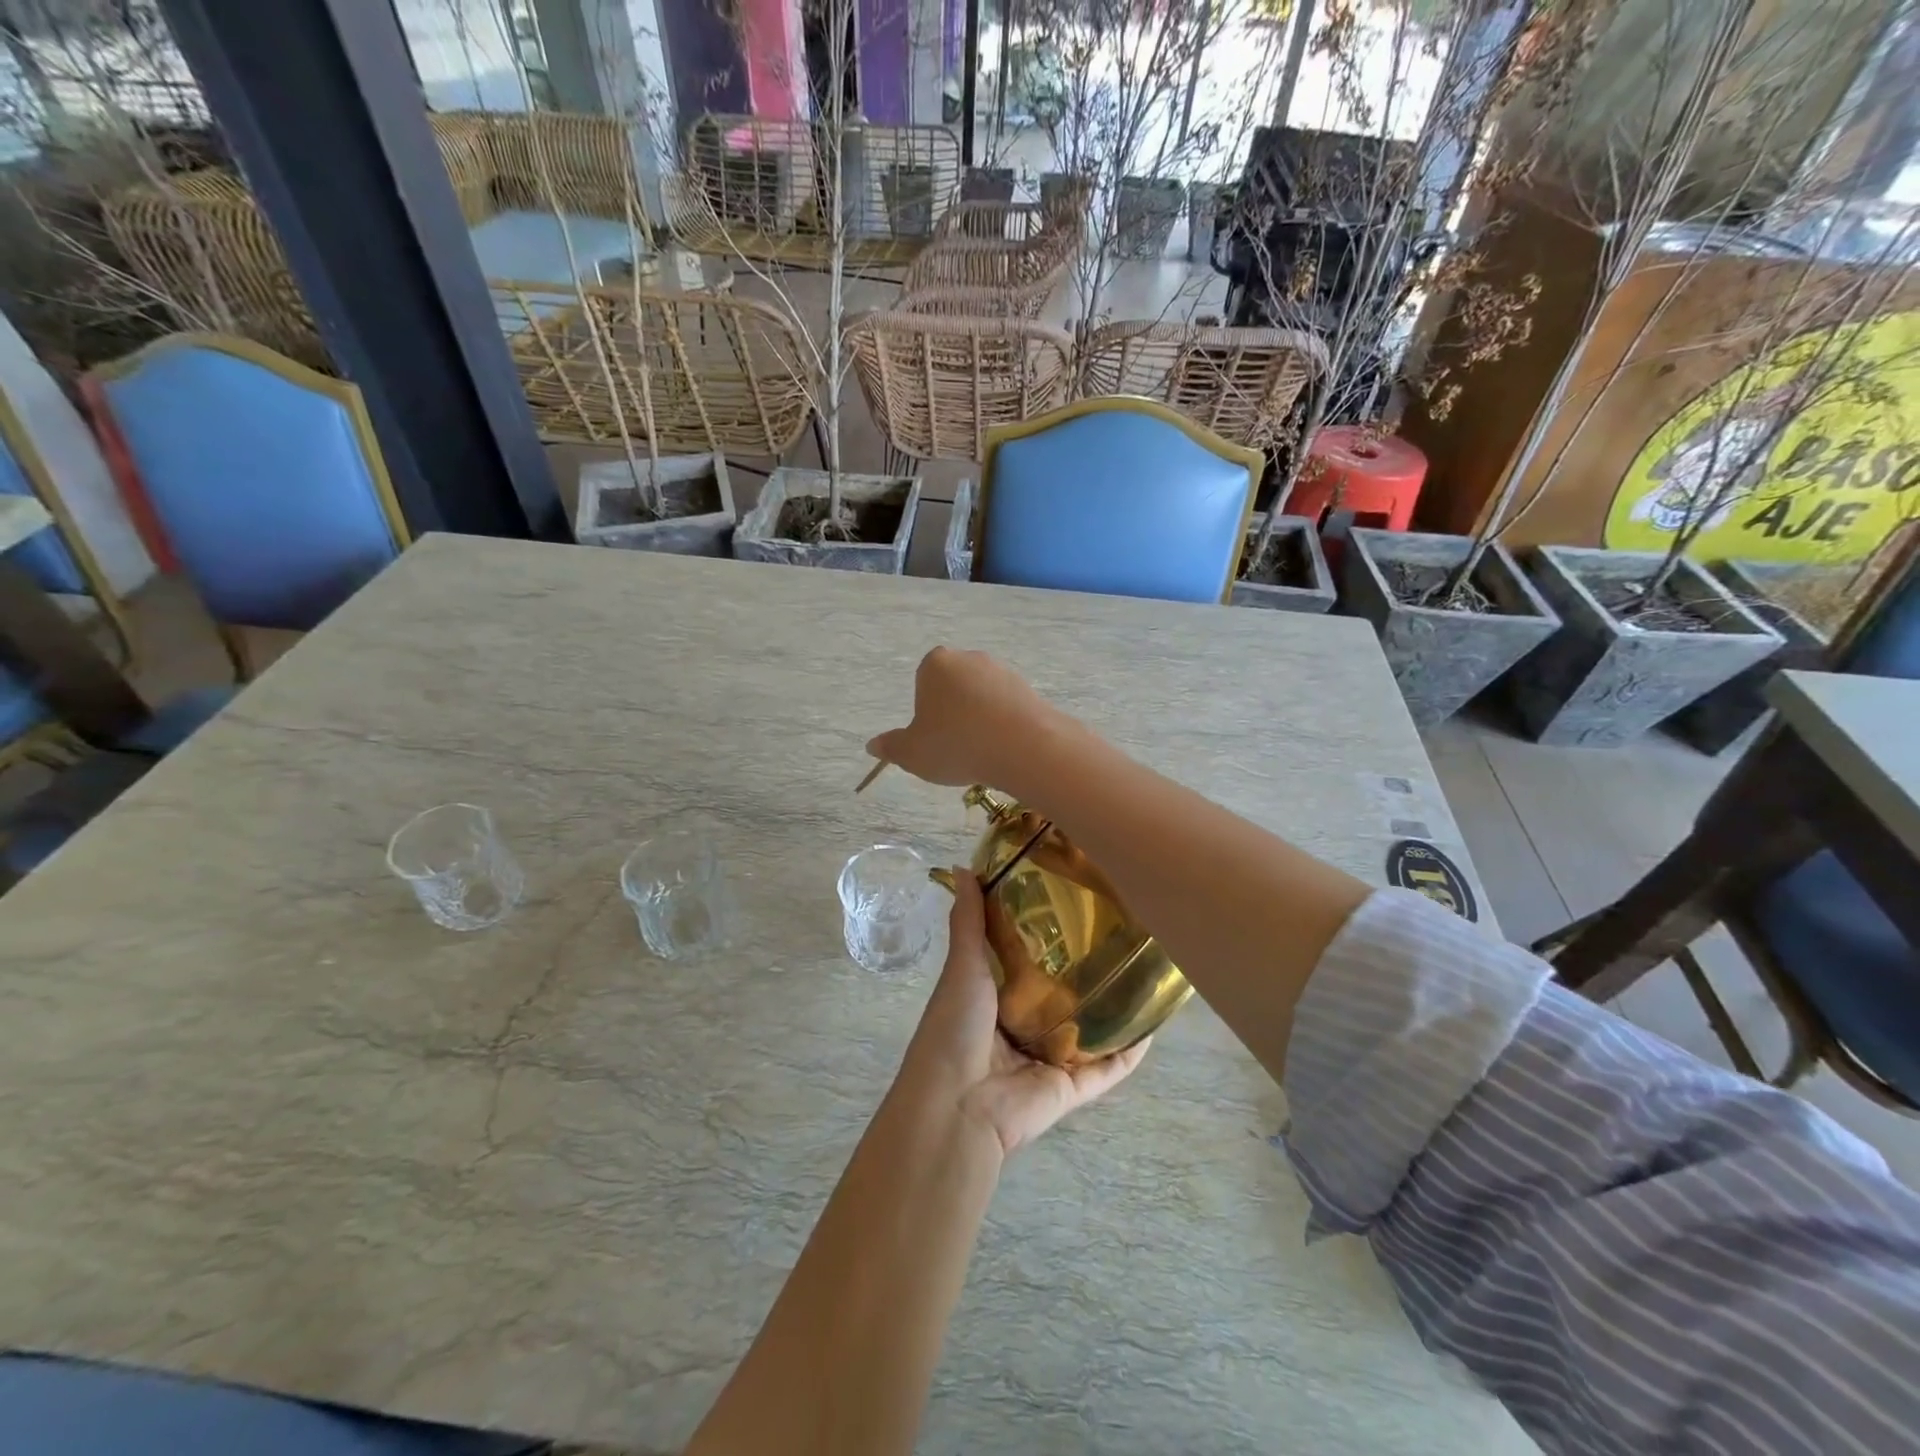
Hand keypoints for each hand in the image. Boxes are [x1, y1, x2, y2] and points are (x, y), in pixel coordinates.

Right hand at [866, 647, 1062, 792]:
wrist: (1023, 747)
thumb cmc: (956, 745)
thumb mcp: (913, 753)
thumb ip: (891, 747)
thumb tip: (872, 745)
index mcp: (935, 664)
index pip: (923, 680)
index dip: (925, 710)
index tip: (932, 736)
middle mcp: (969, 658)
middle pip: (954, 686)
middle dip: (953, 711)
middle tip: (955, 746)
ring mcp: (1002, 671)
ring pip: (982, 696)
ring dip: (979, 718)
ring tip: (981, 751)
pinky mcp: (1029, 688)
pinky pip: (1007, 706)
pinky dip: (1003, 724)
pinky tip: (1004, 748)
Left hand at [900, 871, 1147, 1156]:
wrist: (958, 1105)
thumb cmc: (956, 1028)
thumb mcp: (962, 966)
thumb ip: (968, 922)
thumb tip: (965, 868)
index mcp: (993, 997)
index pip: (1025, 961)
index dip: (1046, 934)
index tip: (1073, 900)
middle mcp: (1022, 1026)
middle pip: (1061, 995)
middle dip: (1085, 970)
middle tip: (1119, 931)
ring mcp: (1047, 1060)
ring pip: (1087, 1032)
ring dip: (1112, 1010)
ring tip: (1143, 971)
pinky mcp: (1071, 1088)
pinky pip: (1107, 1070)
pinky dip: (1129, 1053)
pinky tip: (1154, 1025)